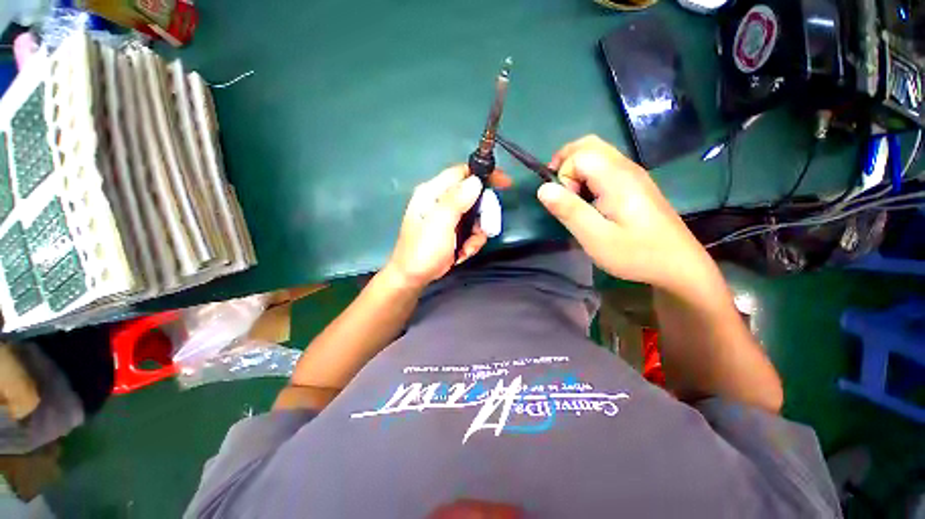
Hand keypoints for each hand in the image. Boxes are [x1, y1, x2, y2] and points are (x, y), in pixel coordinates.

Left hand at [385, 165, 487, 290]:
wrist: (413, 278)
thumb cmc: (423, 250)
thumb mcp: (440, 224)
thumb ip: (456, 201)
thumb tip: (476, 181)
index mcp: (433, 192)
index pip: (462, 172)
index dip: (484, 175)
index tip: (505, 184)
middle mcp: (441, 200)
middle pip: (474, 196)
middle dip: (482, 215)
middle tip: (482, 229)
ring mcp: (448, 217)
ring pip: (476, 216)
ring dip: (477, 233)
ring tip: (467, 248)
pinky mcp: (453, 230)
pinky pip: (472, 230)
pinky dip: (472, 242)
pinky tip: (463, 253)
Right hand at [537, 135, 714, 294]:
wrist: (678, 265)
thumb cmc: (635, 254)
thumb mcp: (595, 238)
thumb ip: (569, 210)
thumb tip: (542, 188)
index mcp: (617, 178)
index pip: (579, 156)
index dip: (563, 176)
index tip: (566, 203)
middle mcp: (626, 168)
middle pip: (589, 144)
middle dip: (565, 162)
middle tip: (557, 191)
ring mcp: (634, 174)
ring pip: (597, 153)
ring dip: (576, 168)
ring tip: (570, 197)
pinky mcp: (636, 184)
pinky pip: (606, 166)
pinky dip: (588, 175)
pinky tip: (588, 199)